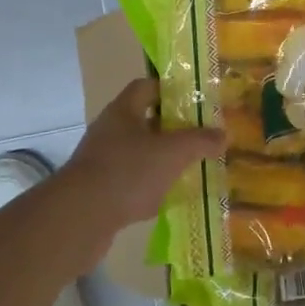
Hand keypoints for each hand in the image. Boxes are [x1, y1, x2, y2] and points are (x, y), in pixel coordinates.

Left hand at [61, 79, 226, 234]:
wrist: (79, 218)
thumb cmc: (128, 172)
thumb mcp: (173, 152)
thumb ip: (200, 141)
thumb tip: (224, 135)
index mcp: (123, 111)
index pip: (146, 87)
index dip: (170, 90)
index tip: (195, 101)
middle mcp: (109, 131)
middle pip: (145, 121)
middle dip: (172, 129)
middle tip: (200, 136)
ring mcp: (102, 161)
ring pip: (139, 153)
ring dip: (162, 160)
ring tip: (191, 167)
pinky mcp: (99, 190)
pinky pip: (131, 182)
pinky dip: (150, 187)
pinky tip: (169, 198)